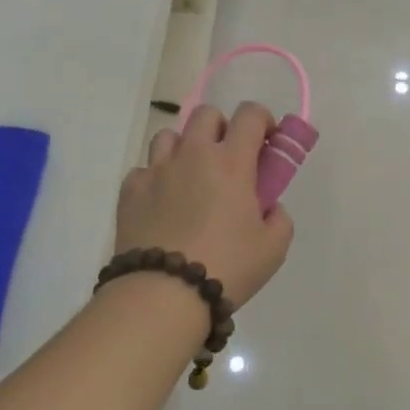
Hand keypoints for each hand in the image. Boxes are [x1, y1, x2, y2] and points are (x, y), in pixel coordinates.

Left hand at [116, 103, 294, 307]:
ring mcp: (157, 170)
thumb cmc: (227, 267)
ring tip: (191, 178)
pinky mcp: (130, 190)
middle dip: (222, 128)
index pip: (250, 115)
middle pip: (206, 115)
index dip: (263, 120)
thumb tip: (268, 206)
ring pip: (170, 135)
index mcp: (231, 162)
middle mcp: (193, 154)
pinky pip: (145, 169)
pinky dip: (157, 178)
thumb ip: (279, 218)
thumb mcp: (274, 248)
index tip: (267, 141)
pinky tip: (163, 203)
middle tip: (229, 159)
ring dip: (185, 147)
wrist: (163, 294)